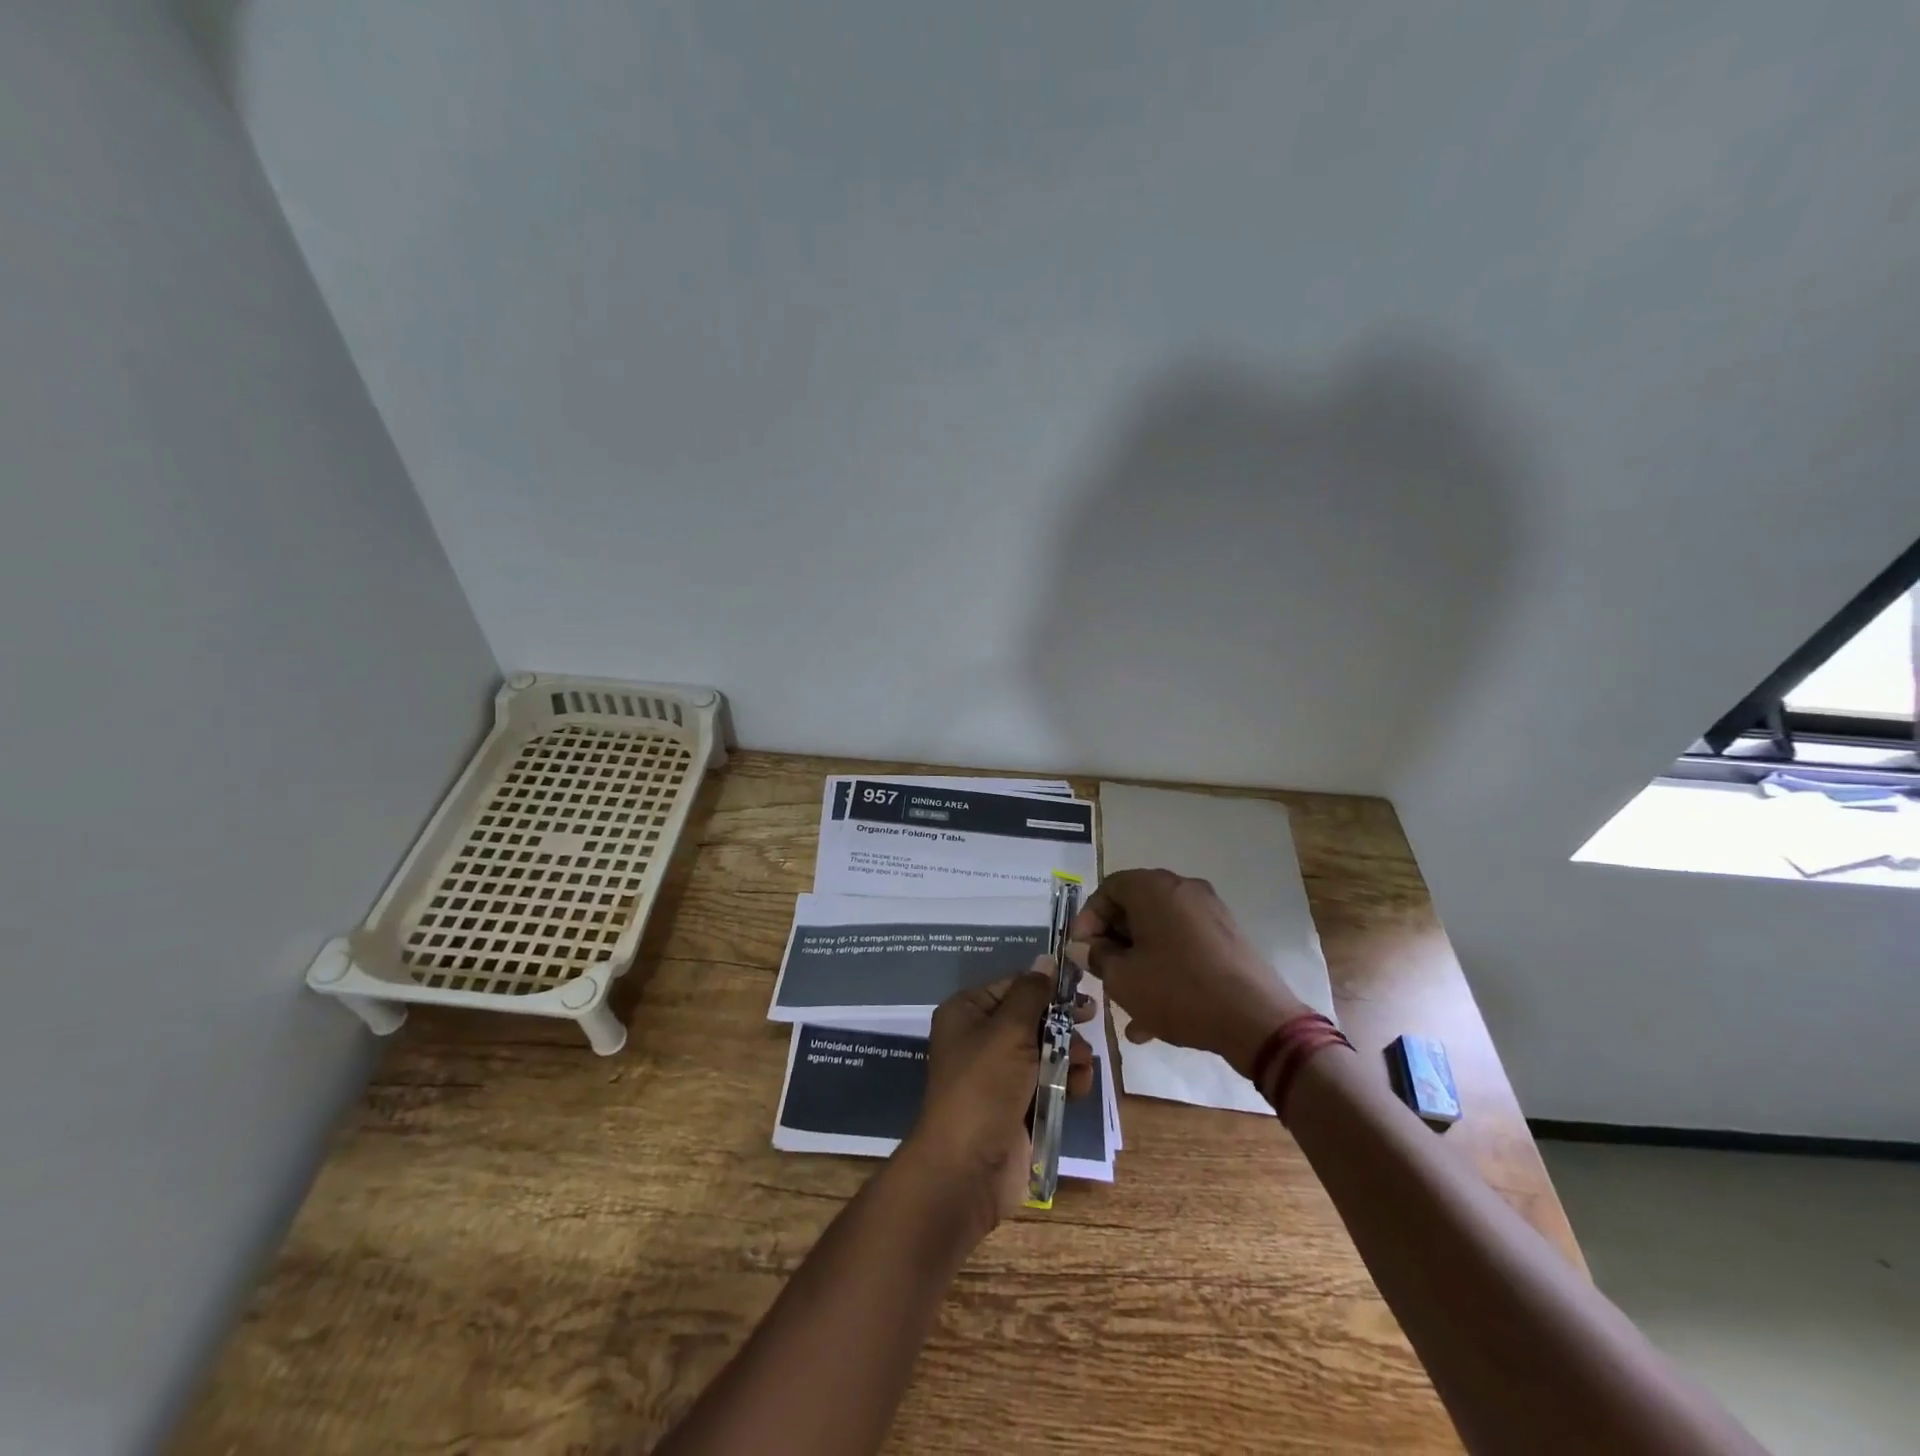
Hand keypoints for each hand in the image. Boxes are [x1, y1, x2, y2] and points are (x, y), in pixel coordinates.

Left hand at [900, 963, 1095, 1237]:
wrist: (967, 1168)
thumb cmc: (984, 1086)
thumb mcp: (1009, 1031)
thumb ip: (1032, 993)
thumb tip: (1045, 960)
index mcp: (968, 1012)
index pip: (1014, 985)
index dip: (1047, 986)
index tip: (1082, 988)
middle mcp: (980, 1038)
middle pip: (1032, 1017)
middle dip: (1062, 1022)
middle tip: (1091, 1021)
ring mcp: (998, 1074)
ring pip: (1045, 1049)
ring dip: (1070, 1054)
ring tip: (1084, 1064)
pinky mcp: (1016, 1104)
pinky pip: (1048, 1081)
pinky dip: (1066, 1081)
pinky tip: (1080, 1087)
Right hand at [1070, 868, 1306, 1078]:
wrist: (1255, 1019)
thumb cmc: (1178, 990)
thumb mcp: (1123, 978)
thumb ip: (1096, 957)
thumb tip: (1084, 947)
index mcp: (1153, 888)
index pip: (1108, 888)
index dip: (1087, 919)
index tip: (1080, 951)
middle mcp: (1183, 890)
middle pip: (1134, 908)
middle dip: (1112, 942)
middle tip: (1100, 972)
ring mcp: (1209, 913)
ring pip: (1159, 932)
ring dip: (1137, 961)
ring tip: (1124, 1003)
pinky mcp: (1227, 939)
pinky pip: (1183, 946)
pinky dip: (1164, 969)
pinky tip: (1152, 1018)